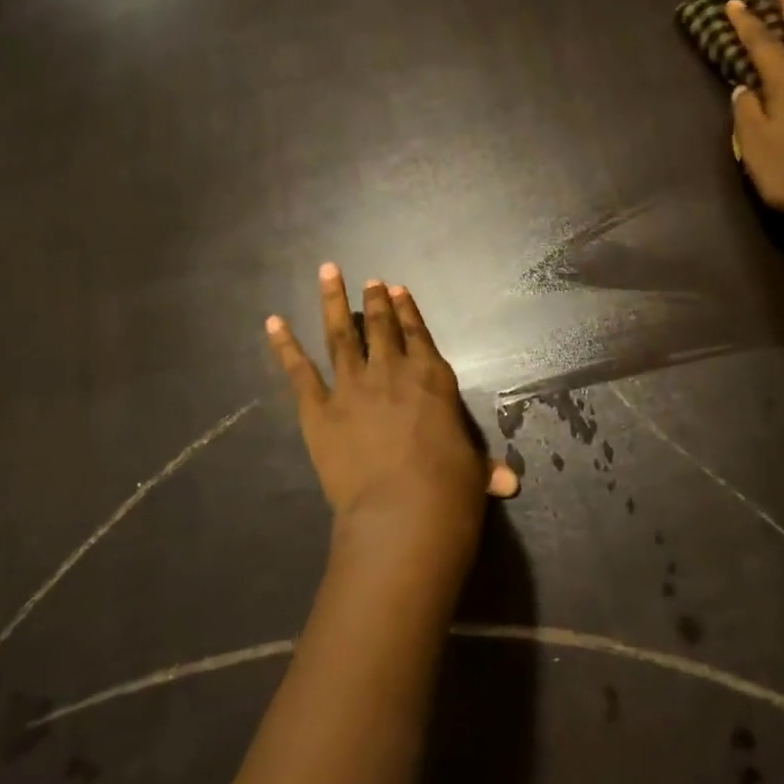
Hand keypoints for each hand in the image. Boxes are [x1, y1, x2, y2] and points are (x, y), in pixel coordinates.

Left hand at [266, 265, 517, 587]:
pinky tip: (273, 322)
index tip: (396, 289)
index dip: (407, 310)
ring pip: (340, 334)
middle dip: (373, 301)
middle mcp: (391, 371)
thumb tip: (509, 483)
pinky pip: (298, 371)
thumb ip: (485, 469)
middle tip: (367, 280)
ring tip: (328, 272)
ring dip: (333, 302)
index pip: (418, 333)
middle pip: (380, 326)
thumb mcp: (473, 472)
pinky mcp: (318, 410)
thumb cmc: (450, 488)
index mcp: (431, 377)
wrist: (403, 510)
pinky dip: (284, 345)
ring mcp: (352, 386)